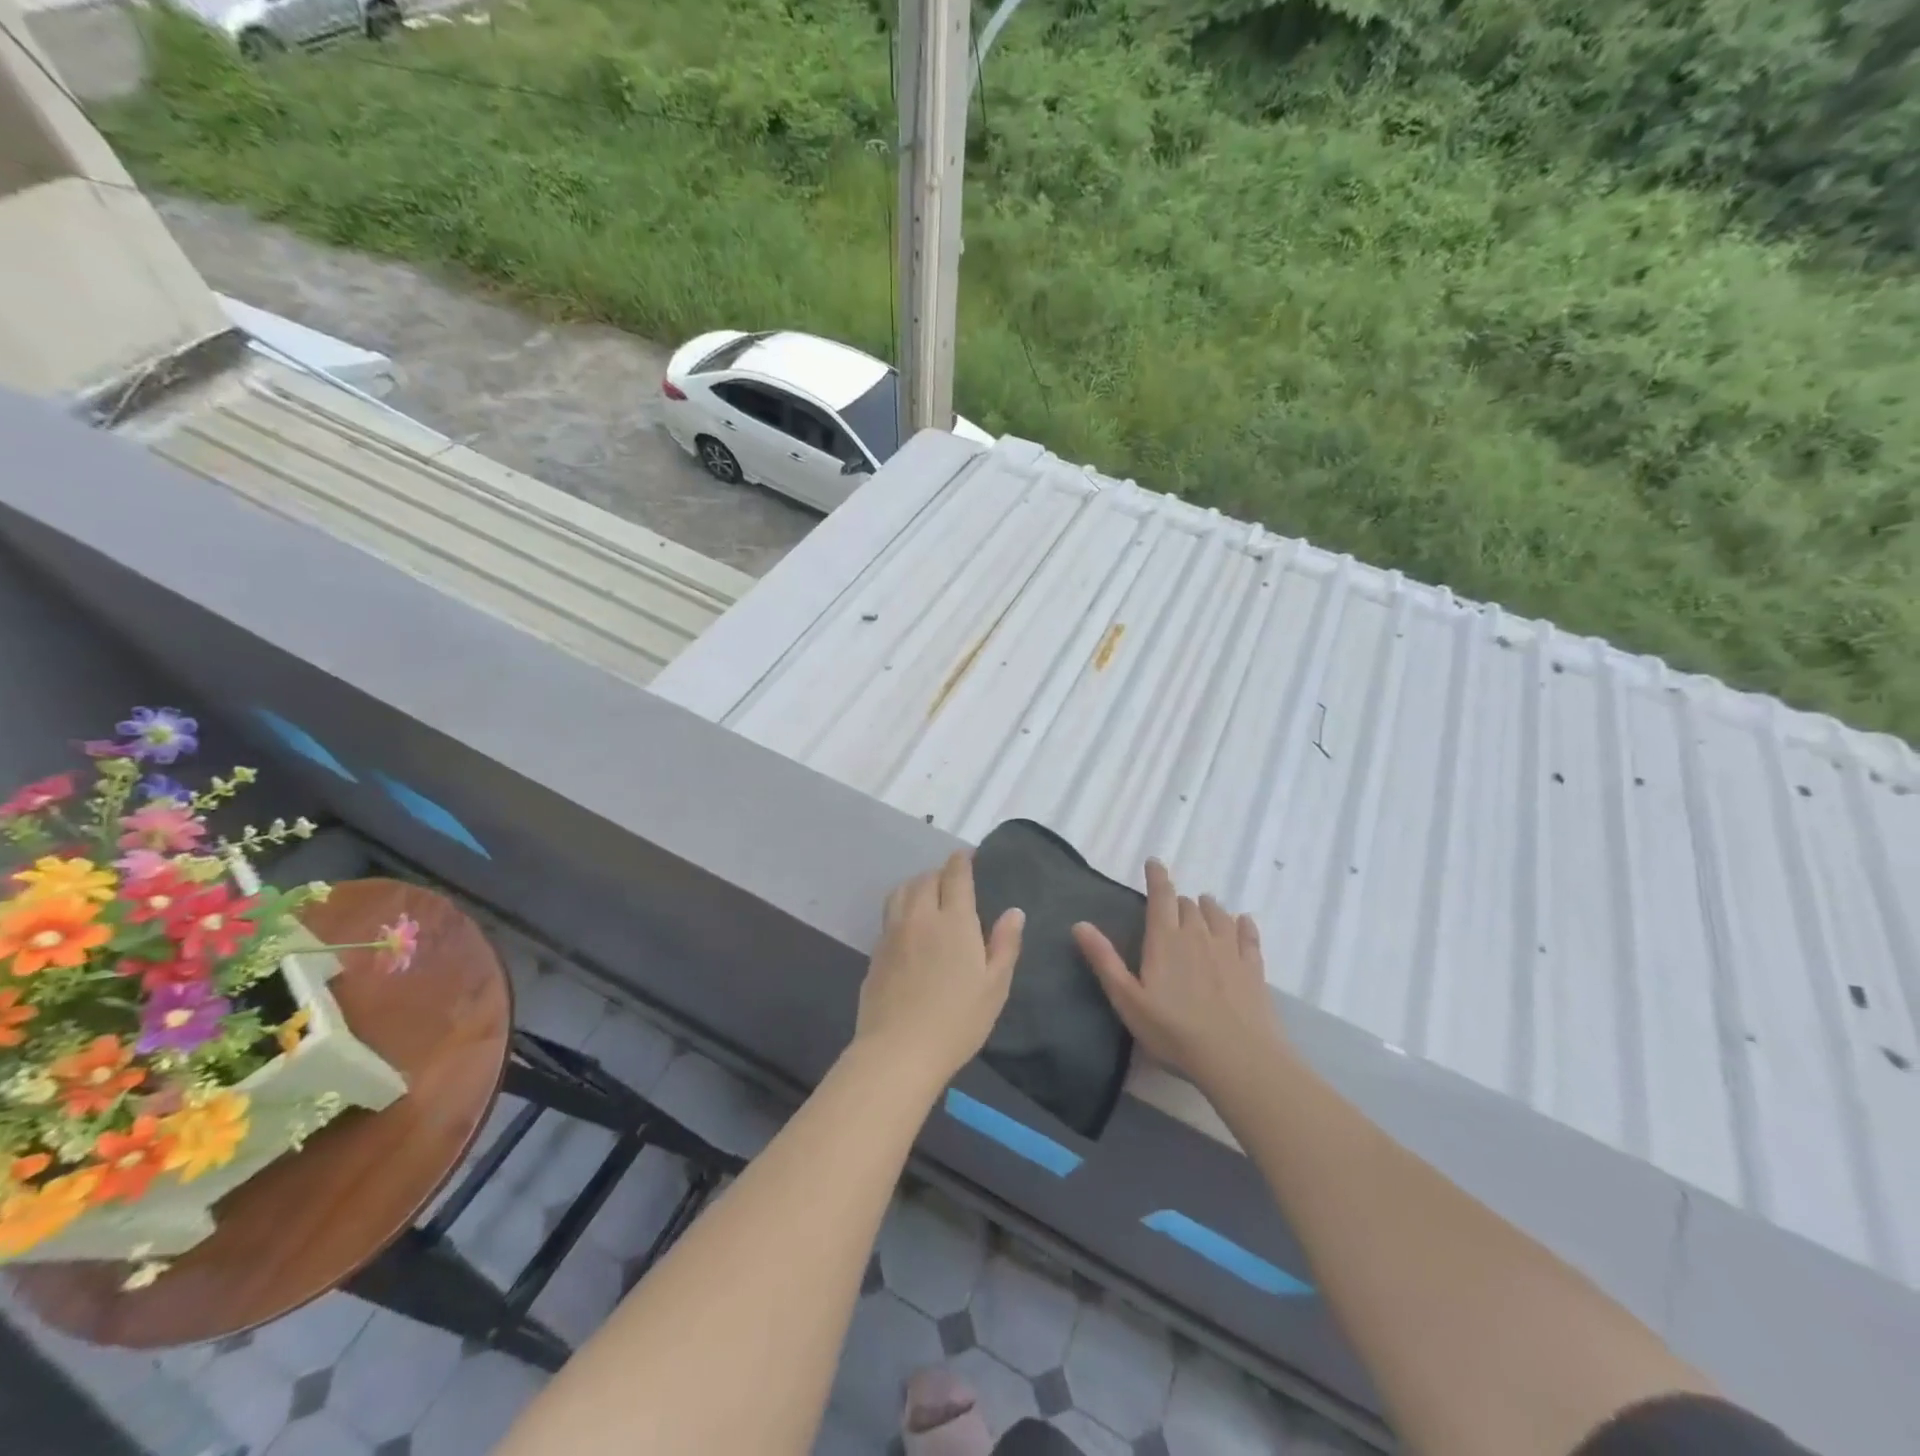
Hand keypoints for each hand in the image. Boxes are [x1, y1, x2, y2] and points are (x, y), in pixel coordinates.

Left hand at [856, 852, 1024, 1084]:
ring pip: (901, 892)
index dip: (961, 861)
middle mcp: (920, 917)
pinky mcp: (875, 952)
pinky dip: (901, 907)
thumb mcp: (994, 986)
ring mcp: (892, 933)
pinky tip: (909, 925)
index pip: (955, 876)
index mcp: (954, 921)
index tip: (966, 855)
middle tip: (951, 880)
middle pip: (925, 879)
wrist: (898, 1050)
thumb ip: (1004, 944)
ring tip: (926, 893)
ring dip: (916, 884)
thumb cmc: (957, 1020)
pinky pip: (889, 915)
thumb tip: (1014, 911)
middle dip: (939, 873)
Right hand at [1073, 860, 1285, 1093]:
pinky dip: (1242, 925)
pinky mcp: (1254, 967)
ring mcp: (1230, 949)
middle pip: (1188, 905)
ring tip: (1204, 907)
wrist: (1238, 1059)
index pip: (1161, 896)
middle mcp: (1198, 935)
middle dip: (1179, 901)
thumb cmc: (1174, 1032)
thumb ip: (1104, 960)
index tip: (1154, 862)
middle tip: (1172, 907)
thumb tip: (1079, 924)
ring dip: (1208, 908)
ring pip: (1218, 914)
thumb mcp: (1127, 1000)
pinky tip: (1243, 923)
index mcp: (1165, 940)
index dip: (1157, 877)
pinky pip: (1248, 935)